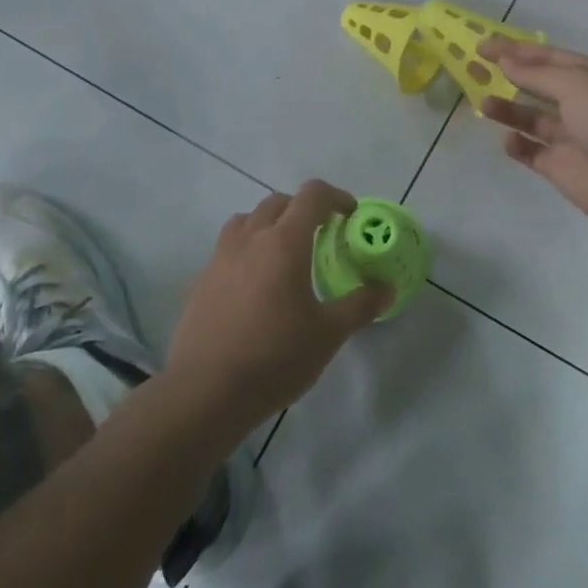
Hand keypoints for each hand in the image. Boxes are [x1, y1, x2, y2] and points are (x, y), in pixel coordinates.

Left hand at [165, 181, 390, 433]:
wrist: (207, 391)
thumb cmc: (276, 356)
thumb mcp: (329, 334)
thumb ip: (360, 306)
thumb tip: (386, 289)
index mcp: (284, 242)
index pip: (312, 196)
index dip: (335, 197)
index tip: (349, 215)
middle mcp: (250, 239)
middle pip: (277, 202)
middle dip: (302, 209)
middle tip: (320, 235)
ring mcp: (220, 257)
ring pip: (246, 220)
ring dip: (269, 224)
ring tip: (283, 253)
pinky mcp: (201, 280)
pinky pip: (227, 248)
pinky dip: (246, 250)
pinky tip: (254, 285)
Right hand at [479, 38, 587, 234]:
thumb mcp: (578, 85)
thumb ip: (538, 74)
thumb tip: (506, 62)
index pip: (549, 57)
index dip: (516, 50)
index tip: (482, 46)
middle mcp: (583, 103)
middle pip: (537, 84)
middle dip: (507, 75)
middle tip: (472, 68)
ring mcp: (571, 137)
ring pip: (531, 117)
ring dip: (507, 109)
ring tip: (482, 104)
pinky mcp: (560, 167)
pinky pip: (531, 151)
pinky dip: (517, 145)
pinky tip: (509, 140)